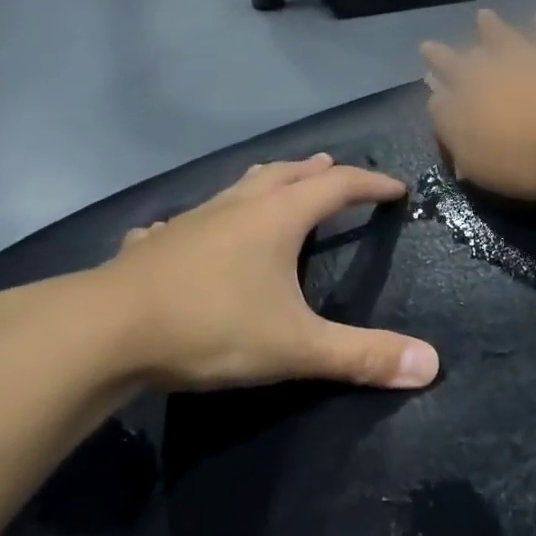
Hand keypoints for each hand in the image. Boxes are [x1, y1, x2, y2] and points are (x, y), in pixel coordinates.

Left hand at [0, 156, 439, 400]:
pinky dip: (212, 218)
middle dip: (318, 172)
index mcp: (277, 217)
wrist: (104, 331)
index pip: (337, 187)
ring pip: (240, 187)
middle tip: (338, 170)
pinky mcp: (158, 242)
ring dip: (269, 182)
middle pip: (287, 174)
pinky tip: (196, 231)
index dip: (370, 185)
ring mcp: (193, 220)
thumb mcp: (295, 346)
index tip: (396, 189)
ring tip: (280, 182)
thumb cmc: (211, 326)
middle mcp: (238, 206)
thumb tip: (431, 366)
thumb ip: (362, 356)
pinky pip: (194, 218)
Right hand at [421, 10, 535, 201]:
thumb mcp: (476, 152)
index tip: (427, 46)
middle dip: (488, 33)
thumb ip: (451, 125)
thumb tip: (436, 98)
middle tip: (481, 17)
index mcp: (487, 85)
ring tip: (535, 18)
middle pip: (502, 44)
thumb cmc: (534, 156)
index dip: (440, 59)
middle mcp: (525, 62)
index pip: (455, 68)